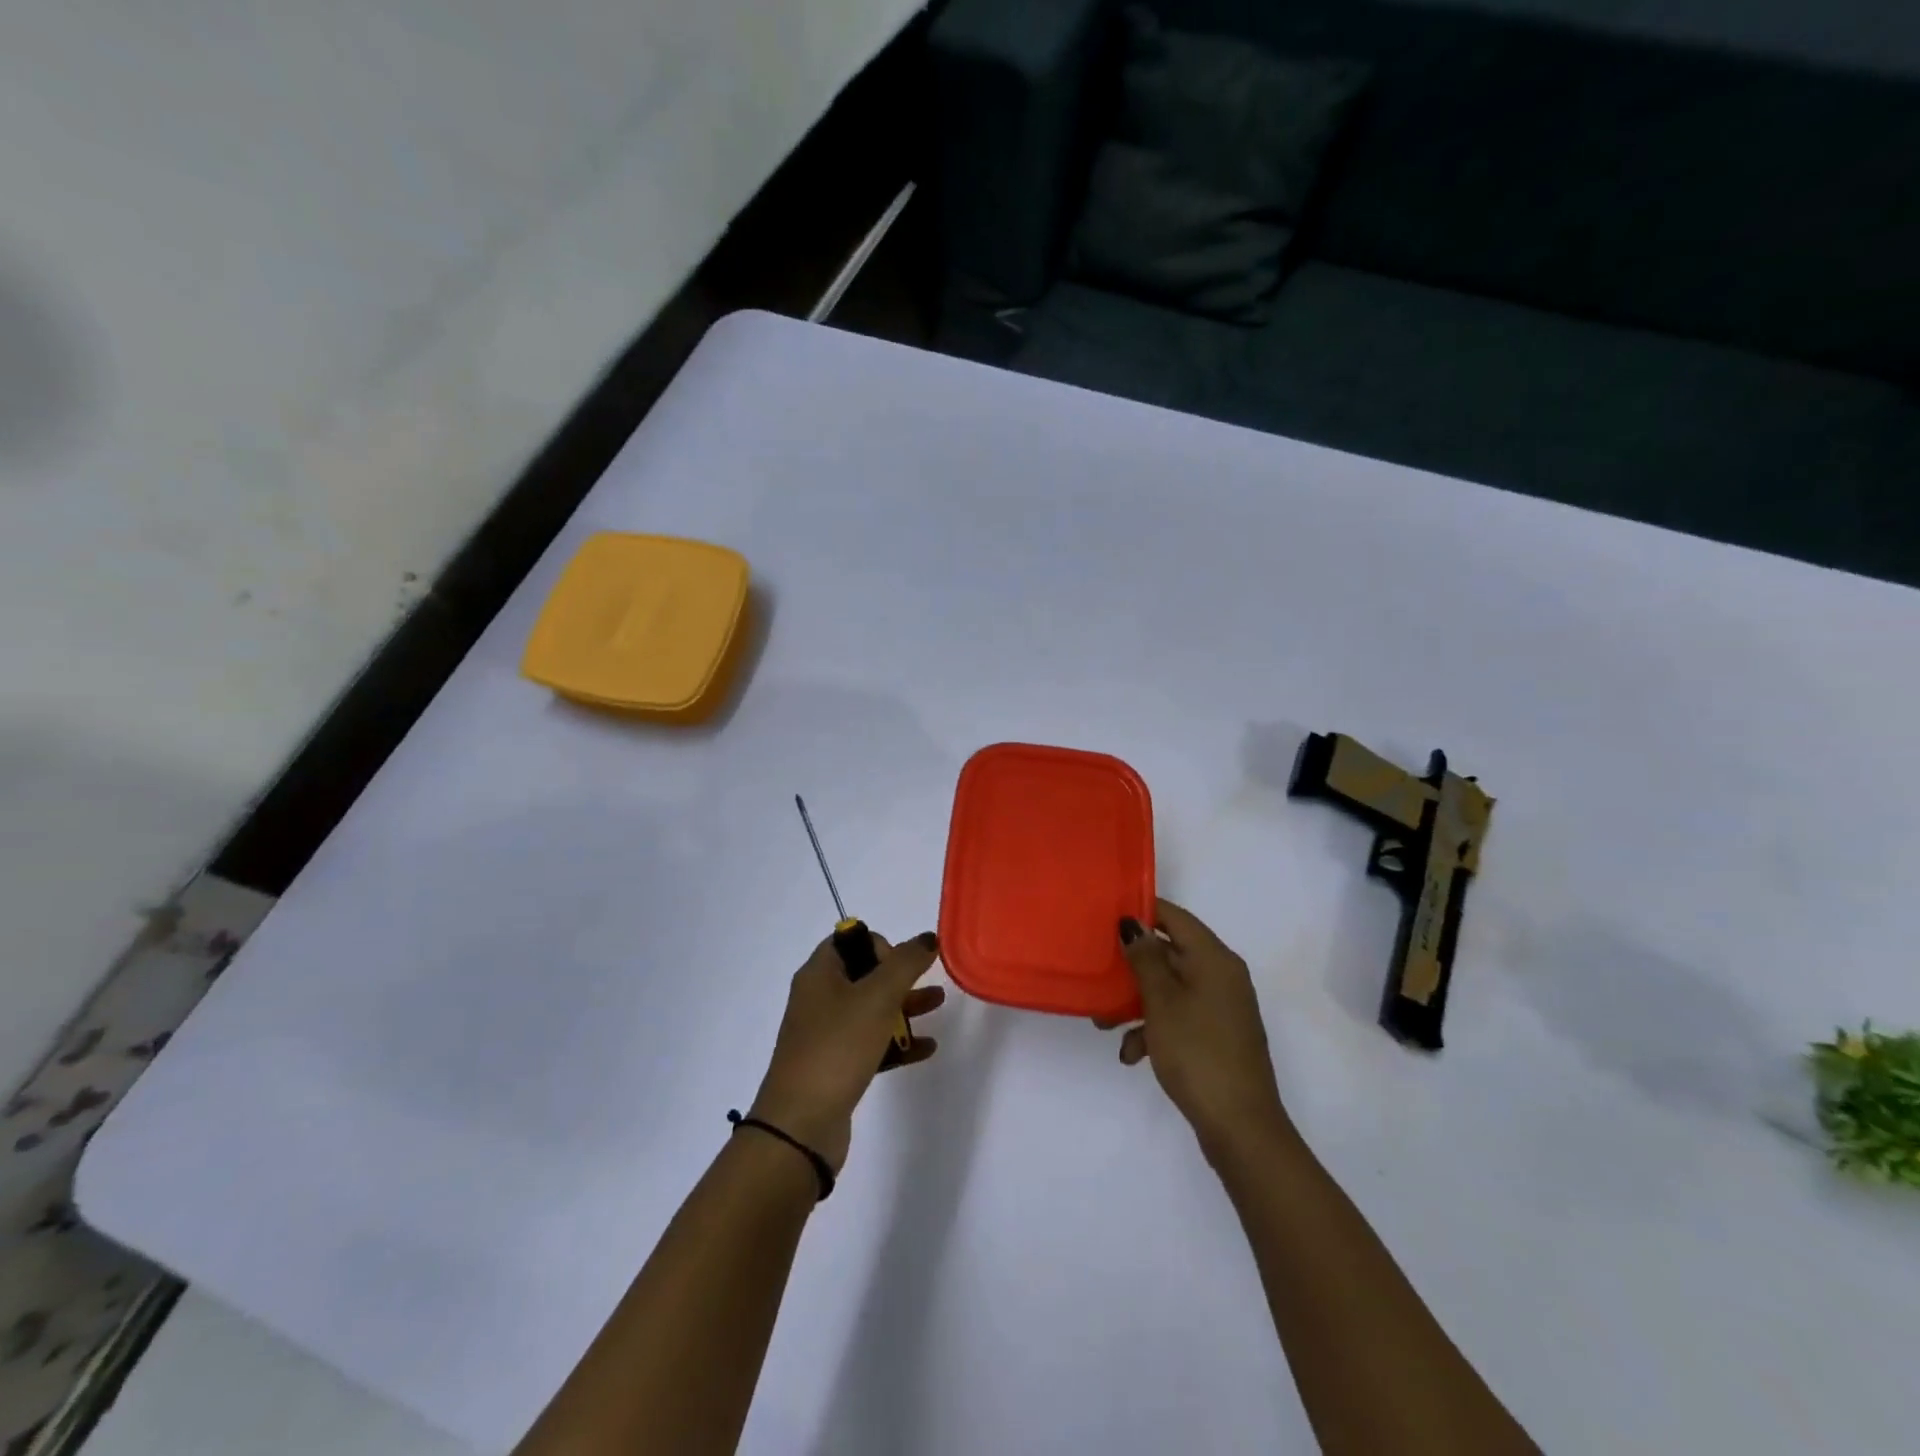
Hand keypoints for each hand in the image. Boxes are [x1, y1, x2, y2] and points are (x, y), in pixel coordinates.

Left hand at [749, 930, 943, 1172]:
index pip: (849, 940)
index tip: (900, 966)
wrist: (801, 1126)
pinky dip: (897, 1042)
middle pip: (864, 974)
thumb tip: (926, 938)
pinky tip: (926, 1048)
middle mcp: (819, 998)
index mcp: (819, 974)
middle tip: (928, 982)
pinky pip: (871, 1043)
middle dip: (900, 975)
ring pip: (871, 1009)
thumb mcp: (876, 997)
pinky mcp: (836, 1066)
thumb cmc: (837, 1047)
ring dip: (904, 1006)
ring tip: (939, 1005)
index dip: (879, 944)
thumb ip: (905, 963)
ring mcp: (826, 1034)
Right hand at [1100, 899, 1287, 1153]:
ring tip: (1104, 1023)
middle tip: (1096, 972)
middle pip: (1170, 953)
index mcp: (1214, 959)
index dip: (1142, 911)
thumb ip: (1145, 958)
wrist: (1240, 1126)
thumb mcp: (1162, 1002)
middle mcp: (1221, 976)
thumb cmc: (1198, 1052)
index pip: (1175, 917)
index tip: (1106, 916)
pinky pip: (1179, 1016)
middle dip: (1131, 965)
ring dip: (1136, 1001)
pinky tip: (1131, 1054)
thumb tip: (1133, 923)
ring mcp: (1220, 1007)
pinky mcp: (1216, 1035)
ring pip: (1170, 988)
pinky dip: (1154, 1028)